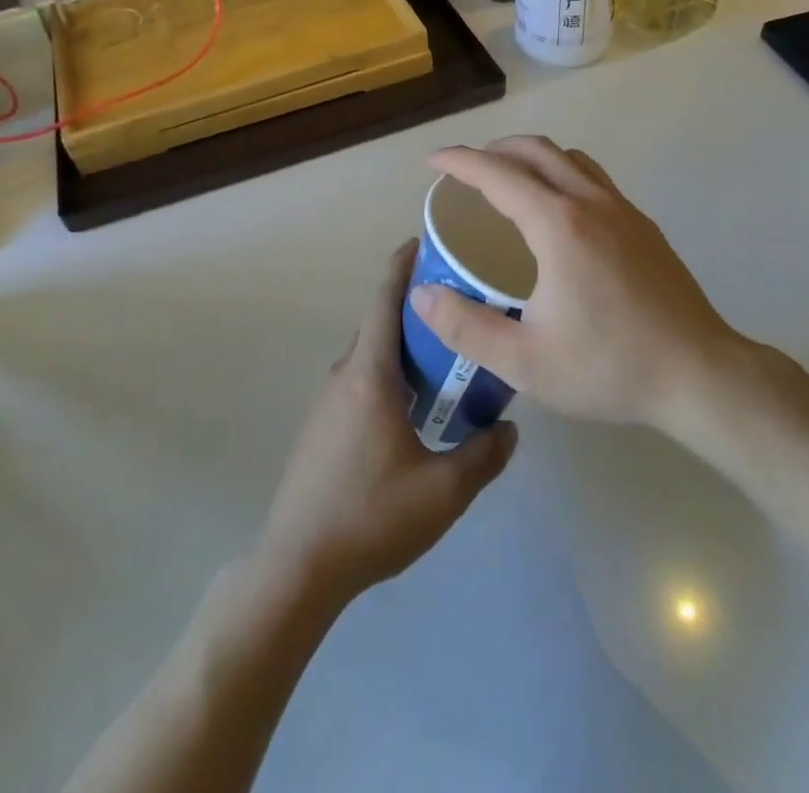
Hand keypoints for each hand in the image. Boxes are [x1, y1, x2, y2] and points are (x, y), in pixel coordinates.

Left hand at [256, 243, 516, 605]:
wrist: (298, 566)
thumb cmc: (371, 516)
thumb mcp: (444, 491)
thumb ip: (484, 454)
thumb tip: (511, 428)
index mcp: (369, 374)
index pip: (384, 300)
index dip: (402, 265)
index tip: (424, 241)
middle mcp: (344, 376)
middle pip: (380, 325)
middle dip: (416, 309)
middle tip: (459, 307)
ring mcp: (326, 402)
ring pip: (371, 357)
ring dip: (403, 348)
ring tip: (445, 357)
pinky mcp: (320, 428)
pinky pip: (359, 383)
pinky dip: (388, 376)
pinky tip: (413, 409)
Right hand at [409, 137, 738, 429]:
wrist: (700, 375)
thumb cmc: (610, 367)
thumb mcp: (525, 362)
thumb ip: (466, 327)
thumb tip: (422, 296)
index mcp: (558, 225)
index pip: (497, 174)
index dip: (459, 162)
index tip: (432, 163)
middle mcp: (591, 202)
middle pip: (536, 150)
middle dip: (494, 149)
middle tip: (465, 171)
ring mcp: (623, 210)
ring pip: (569, 158)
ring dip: (531, 157)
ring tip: (508, 181)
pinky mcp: (644, 225)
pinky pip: (593, 178)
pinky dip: (562, 173)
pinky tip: (558, 213)